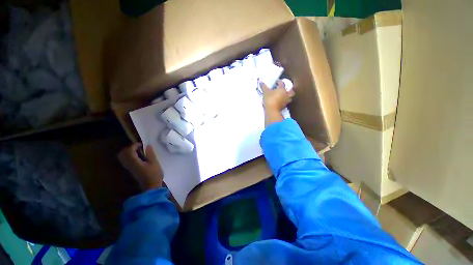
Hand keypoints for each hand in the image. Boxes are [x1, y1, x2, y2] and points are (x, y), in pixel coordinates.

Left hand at [118, 143, 163, 190]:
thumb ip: (150, 154)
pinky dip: (129, 156)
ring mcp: (128, 168)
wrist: (151, 187)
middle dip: (129, 148)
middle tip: (139, 147)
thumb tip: (147, 145)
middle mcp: (129, 164)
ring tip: (139, 151)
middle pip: (122, 153)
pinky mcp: (130, 170)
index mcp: (134, 162)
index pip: (129, 151)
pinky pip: (125, 160)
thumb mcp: (155, 163)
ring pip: (122, 157)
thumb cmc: (154, 174)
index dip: (134, 145)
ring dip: (128, 152)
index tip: (142, 144)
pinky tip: (138, 157)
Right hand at [259, 79, 294, 111]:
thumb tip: (260, 81)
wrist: (271, 110)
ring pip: (289, 98)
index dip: (279, 82)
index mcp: (282, 89)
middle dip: (289, 90)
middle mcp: (286, 95)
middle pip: (291, 92)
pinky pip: (285, 103)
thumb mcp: (265, 92)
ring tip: (284, 96)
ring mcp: (285, 101)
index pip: (282, 84)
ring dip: (287, 97)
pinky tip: (280, 102)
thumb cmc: (270, 99)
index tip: (276, 81)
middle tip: (285, 89)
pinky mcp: (283, 107)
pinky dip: (284, 102)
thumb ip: (264, 86)